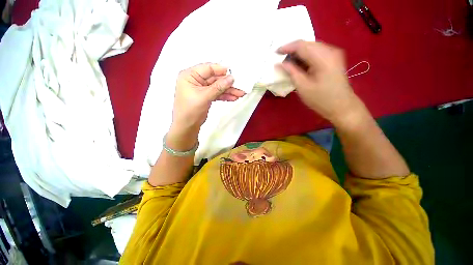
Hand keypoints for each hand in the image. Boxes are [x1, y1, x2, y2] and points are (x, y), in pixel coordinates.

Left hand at [171, 63, 244, 135]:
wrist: (187, 126)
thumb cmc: (191, 110)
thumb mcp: (204, 97)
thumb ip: (218, 87)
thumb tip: (232, 78)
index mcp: (190, 75)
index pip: (208, 68)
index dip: (221, 70)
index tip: (234, 72)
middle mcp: (196, 80)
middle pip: (215, 78)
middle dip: (228, 83)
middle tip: (241, 86)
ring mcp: (202, 88)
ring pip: (218, 87)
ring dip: (229, 90)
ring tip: (240, 94)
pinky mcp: (206, 96)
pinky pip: (217, 93)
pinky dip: (225, 96)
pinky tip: (234, 97)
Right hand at [276, 41, 362, 124]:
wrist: (342, 106)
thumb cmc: (321, 99)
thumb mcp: (303, 87)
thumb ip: (291, 72)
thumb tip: (280, 63)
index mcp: (322, 57)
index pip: (301, 45)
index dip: (287, 47)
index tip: (275, 53)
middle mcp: (330, 51)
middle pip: (307, 44)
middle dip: (292, 50)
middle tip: (281, 59)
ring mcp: (333, 54)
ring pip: (311, 48)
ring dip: (298, 54)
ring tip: (288, 63)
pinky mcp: (333, 59)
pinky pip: (316, 53)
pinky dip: (305, 57)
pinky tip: (299, 65)